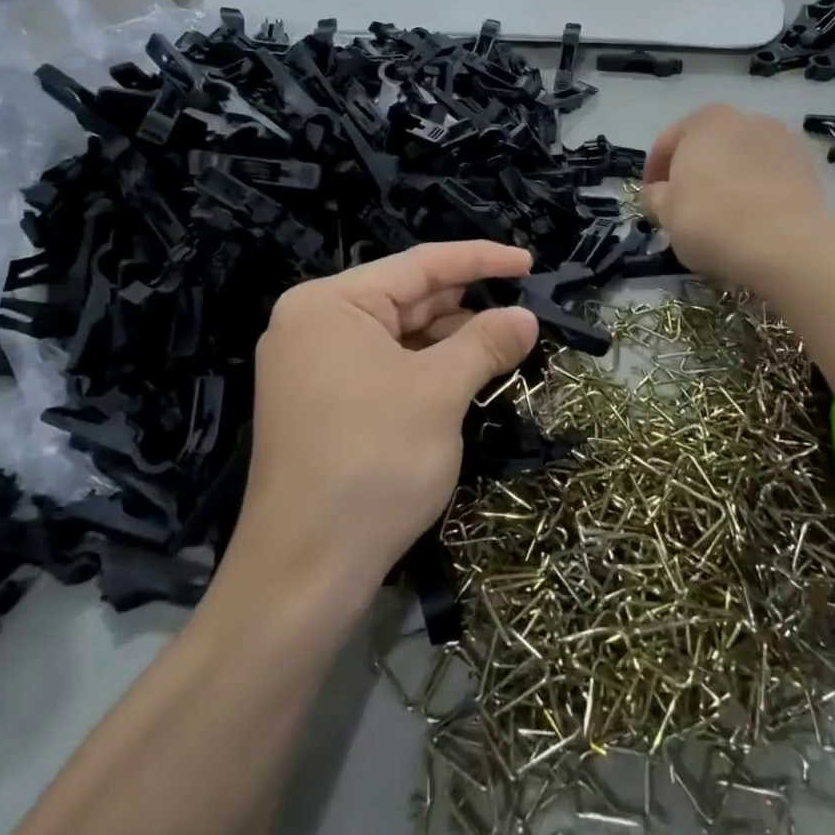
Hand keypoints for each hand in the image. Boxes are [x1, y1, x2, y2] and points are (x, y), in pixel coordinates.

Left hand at [237, 242, 538, 601]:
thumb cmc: (373, 462)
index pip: (419, 265)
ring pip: (399, 336)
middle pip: (407, 298)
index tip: (529, 263)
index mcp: (330, 304)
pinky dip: (427, 369)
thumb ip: (486, 343)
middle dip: (467, 305)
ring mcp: (313, 367)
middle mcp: (314, 325)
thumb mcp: (440, 392)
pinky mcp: (322, 405)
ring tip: (505, 345)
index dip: (480, 259)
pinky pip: (385, 368)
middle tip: (524, 310)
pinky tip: (466, 375)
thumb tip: (528, 318)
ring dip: (452, 340)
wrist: (304, 574)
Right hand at [642, 104, 834, 290]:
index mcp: (705, 120)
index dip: (654, 172)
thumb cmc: (711, 220)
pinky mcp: (810, 167)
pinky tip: (754, 219)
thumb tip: (657, 193)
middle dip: (697, 171)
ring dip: (731, 179)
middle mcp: (746, 118)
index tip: (650, 199)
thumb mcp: (666, 213)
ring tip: (725, 215)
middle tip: (686, 206)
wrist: (786, 243)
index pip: (668, 142)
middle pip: (710, 146)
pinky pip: (772, 177)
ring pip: (744, 159)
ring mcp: (783, 140)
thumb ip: (655, 197)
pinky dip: (760, 191)